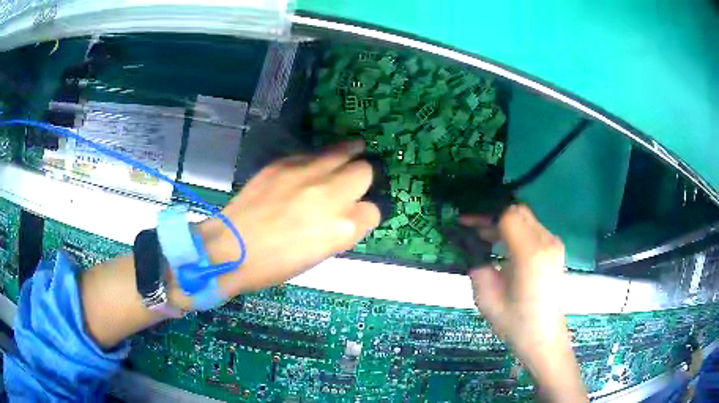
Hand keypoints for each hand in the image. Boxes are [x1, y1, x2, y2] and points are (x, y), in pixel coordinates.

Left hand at [199, 140, 380, 296]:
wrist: (231, 248)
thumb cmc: (274, 265)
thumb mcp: (318, 255)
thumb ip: (339, 232)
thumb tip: (348, 215)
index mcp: (341, 229)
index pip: (373, 211)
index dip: (365, 212)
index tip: (356, 212)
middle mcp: (331, 196)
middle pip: (365, 172)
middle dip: (363, 178)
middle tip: (354, 181)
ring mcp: (307, 175)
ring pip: (344, 152)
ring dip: (351, 153)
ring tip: (355, 149)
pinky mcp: (284, 163)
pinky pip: (314, 153)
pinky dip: (321, 157)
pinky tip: (317, 163)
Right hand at [461, 204, 586, 401]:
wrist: (544, 337)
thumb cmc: (515, 323)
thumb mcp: (486, 297)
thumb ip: (477, 264)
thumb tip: (470, 244)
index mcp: (530, 255)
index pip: (507, 216)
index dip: (484, 215)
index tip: (464, 222)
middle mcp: (547, 242)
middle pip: (518, 211)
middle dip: (493, 215)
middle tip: (472, 228)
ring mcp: (554, 244)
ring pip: (526, 217)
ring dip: (504, 222)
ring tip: (484, 236)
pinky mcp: (556, 248)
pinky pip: (533, 228)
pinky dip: (515, 230)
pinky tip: (503, 245)